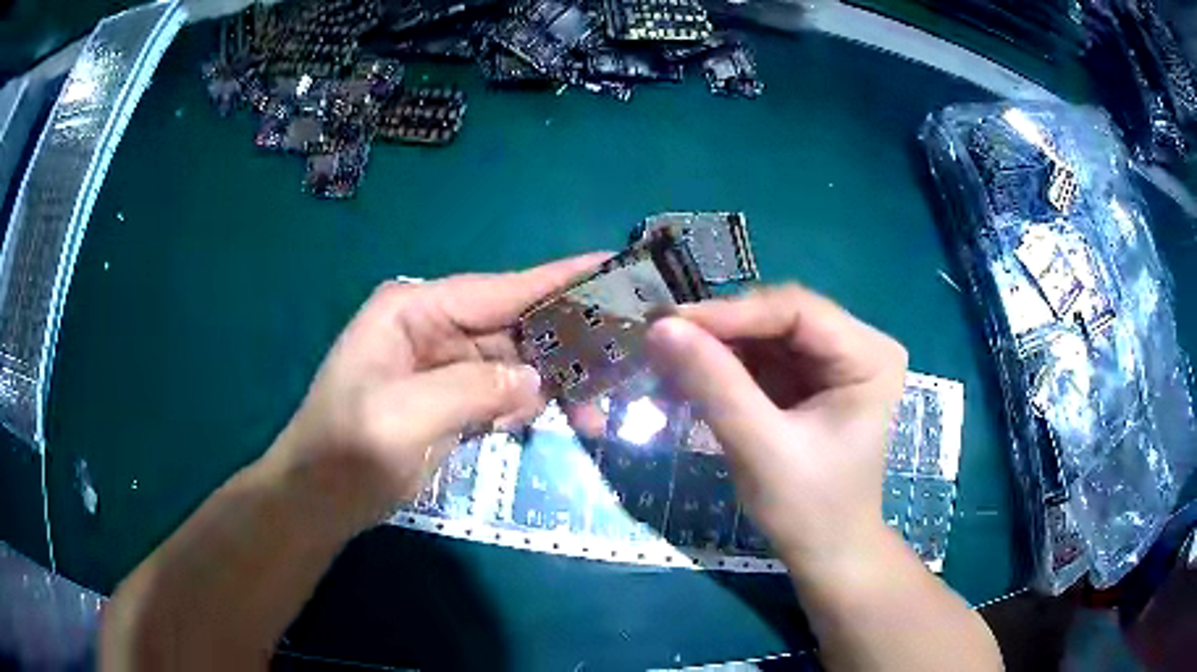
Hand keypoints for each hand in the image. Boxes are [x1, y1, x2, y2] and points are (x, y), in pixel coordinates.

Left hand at [264, 254, 607, 529]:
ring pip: (517, 363)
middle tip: (628, 357)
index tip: (614, 265)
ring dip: (557, 383)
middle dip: (568, 343)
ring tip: (601, 409)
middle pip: (516, 325)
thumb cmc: (347, 452)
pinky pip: (505, 393)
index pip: (500, 288)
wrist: (318, 500)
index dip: (560, 279)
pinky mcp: (452, 400)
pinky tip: (562, 421)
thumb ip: (474, 390)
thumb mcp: (404, 416)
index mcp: (415, 311)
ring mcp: (444, 366)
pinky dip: (533, 406)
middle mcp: (434, 328)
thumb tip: (538, 383)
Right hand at [645, 285, 907, 573]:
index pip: (799, 310)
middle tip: (662, 337)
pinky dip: (727, 364)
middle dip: (723, 329)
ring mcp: (835, 362)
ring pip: (768, 334)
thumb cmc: (809, 509)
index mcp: (871, 356)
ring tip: (669, 353)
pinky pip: (764, 357)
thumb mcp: (761, 448)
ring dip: (719, 345)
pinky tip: (693, 371)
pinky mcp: (811, 380)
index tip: (670, 323)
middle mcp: (859, 346)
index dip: (733, 312)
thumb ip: (715, 384)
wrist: (826, 553)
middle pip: (782, 317)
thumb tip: (661, 327)